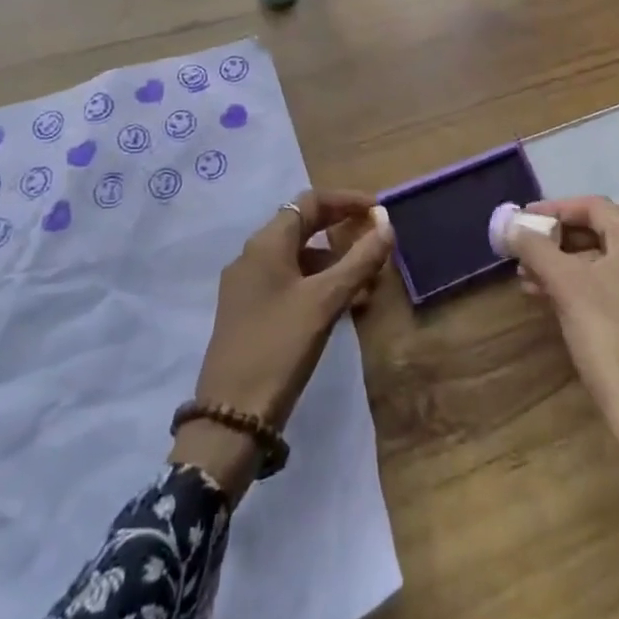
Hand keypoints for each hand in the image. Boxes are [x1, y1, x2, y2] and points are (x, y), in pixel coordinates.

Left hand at [171, 189, 393, 495]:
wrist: (231, 417)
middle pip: (304, 227)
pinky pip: (291, 283)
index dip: (347, 201)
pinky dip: (320, 286)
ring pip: (299, 259)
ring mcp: (248, 286)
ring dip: (335, 264)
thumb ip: (360, 259)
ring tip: (369, 286)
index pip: (310, 201)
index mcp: (266, 243)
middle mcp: (253, 256)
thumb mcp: (326, 300)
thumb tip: (387, 223)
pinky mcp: (250, 312)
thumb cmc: (280, 347)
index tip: (379, 212)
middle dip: (343, 233)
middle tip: (377, 244)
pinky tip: (345, 308)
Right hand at [510, 197, 618, 543]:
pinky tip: (548, 300)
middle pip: (595, 233)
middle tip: (520, 250)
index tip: (521, 220)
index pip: (591, 206)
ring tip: (525, 278)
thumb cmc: (609, 337)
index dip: (553, 209)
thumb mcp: (566, 286)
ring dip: (560, 265)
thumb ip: (535, 248)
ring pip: (598, 263)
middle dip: (554, 240)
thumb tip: (509, 224)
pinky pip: (607, 287)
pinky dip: (576, 286)